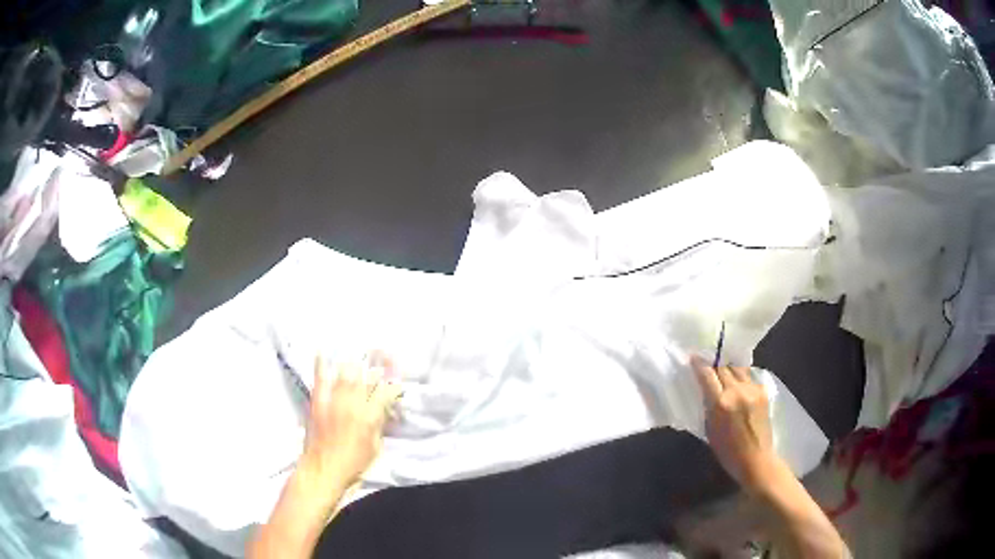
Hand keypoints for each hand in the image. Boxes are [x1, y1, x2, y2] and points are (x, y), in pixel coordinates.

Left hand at [300, 354, 401, 488]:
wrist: (323, 469)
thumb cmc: (354, 464)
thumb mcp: (376, 446)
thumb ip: (379, 424)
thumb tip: (383, 410)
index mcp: (371, 416)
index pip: (387, 390)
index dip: (394, 383)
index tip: (396, 381)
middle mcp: (354, 402)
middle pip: (368, 375)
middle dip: (377, 365)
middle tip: (381, 356)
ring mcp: (334, 398)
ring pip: (346, 371)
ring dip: (354, 362)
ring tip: (357, 352)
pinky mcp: (318, 399)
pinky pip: (320, 376)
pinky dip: (322, 362)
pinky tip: (323, 350)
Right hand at [691, 355, 778, 492]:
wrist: (756, 459)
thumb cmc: (727, 451)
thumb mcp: (710, 429)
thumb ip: (708, 406)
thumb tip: (705, 390)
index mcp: (721, 403)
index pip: (707, 374)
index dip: (699, 364)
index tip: (693, 357)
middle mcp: (737, 391)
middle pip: (723, 367)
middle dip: (714, 363)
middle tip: (707, 362)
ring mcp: (752, 389)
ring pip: (737, 368)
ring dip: (728, 367)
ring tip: (723, 369)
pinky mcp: (763, 391)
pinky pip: (748, 377)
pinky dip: (740, 377)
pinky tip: (737, 382)